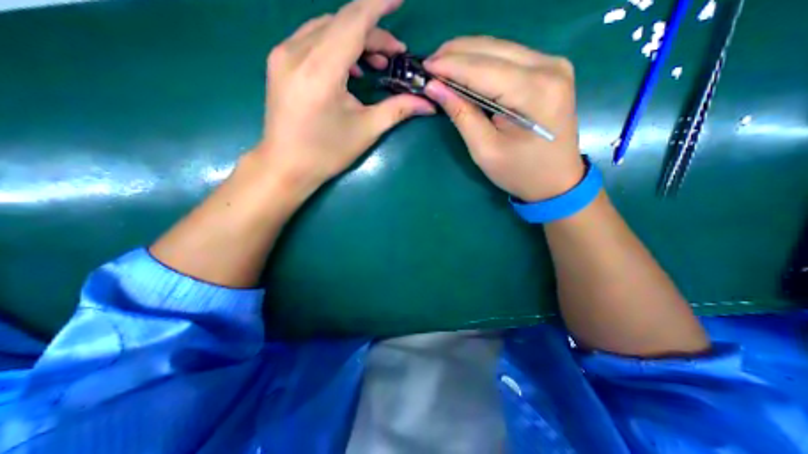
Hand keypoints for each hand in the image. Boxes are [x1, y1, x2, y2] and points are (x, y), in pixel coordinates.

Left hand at [252, 0, 435, 196]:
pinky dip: (336, 46)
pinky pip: (312, 39)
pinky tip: (350, 68)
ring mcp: (283, 55)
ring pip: (326, 29)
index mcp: (320, 71)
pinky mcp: (279, 62)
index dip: (378, 5)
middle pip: (341, 23)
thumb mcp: (366, 131)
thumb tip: (427, 103)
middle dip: (373, 33)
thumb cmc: (327, 153)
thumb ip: (397, 110)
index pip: (353, 21)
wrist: (286, 166)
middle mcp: (296, 53)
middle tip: (394, 56)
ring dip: (355, 39)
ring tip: (375, 63)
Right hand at [423, 37, 588, 201]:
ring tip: (441, 64)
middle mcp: (549, 67)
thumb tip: (435, 88)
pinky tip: (465, 68)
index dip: (450, 66)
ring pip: (499, 48)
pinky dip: (482, 60)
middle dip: (456, 54)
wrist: (556, 180)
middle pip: (492, 50)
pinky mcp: (549, 70)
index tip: (424, 67)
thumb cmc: (520, 172)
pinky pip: (508, 56)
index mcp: (535, 92)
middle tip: (428, 64)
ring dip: (467, 54)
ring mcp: (552, 65)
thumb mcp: (485, 150)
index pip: (483, 69)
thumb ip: (462, 115)